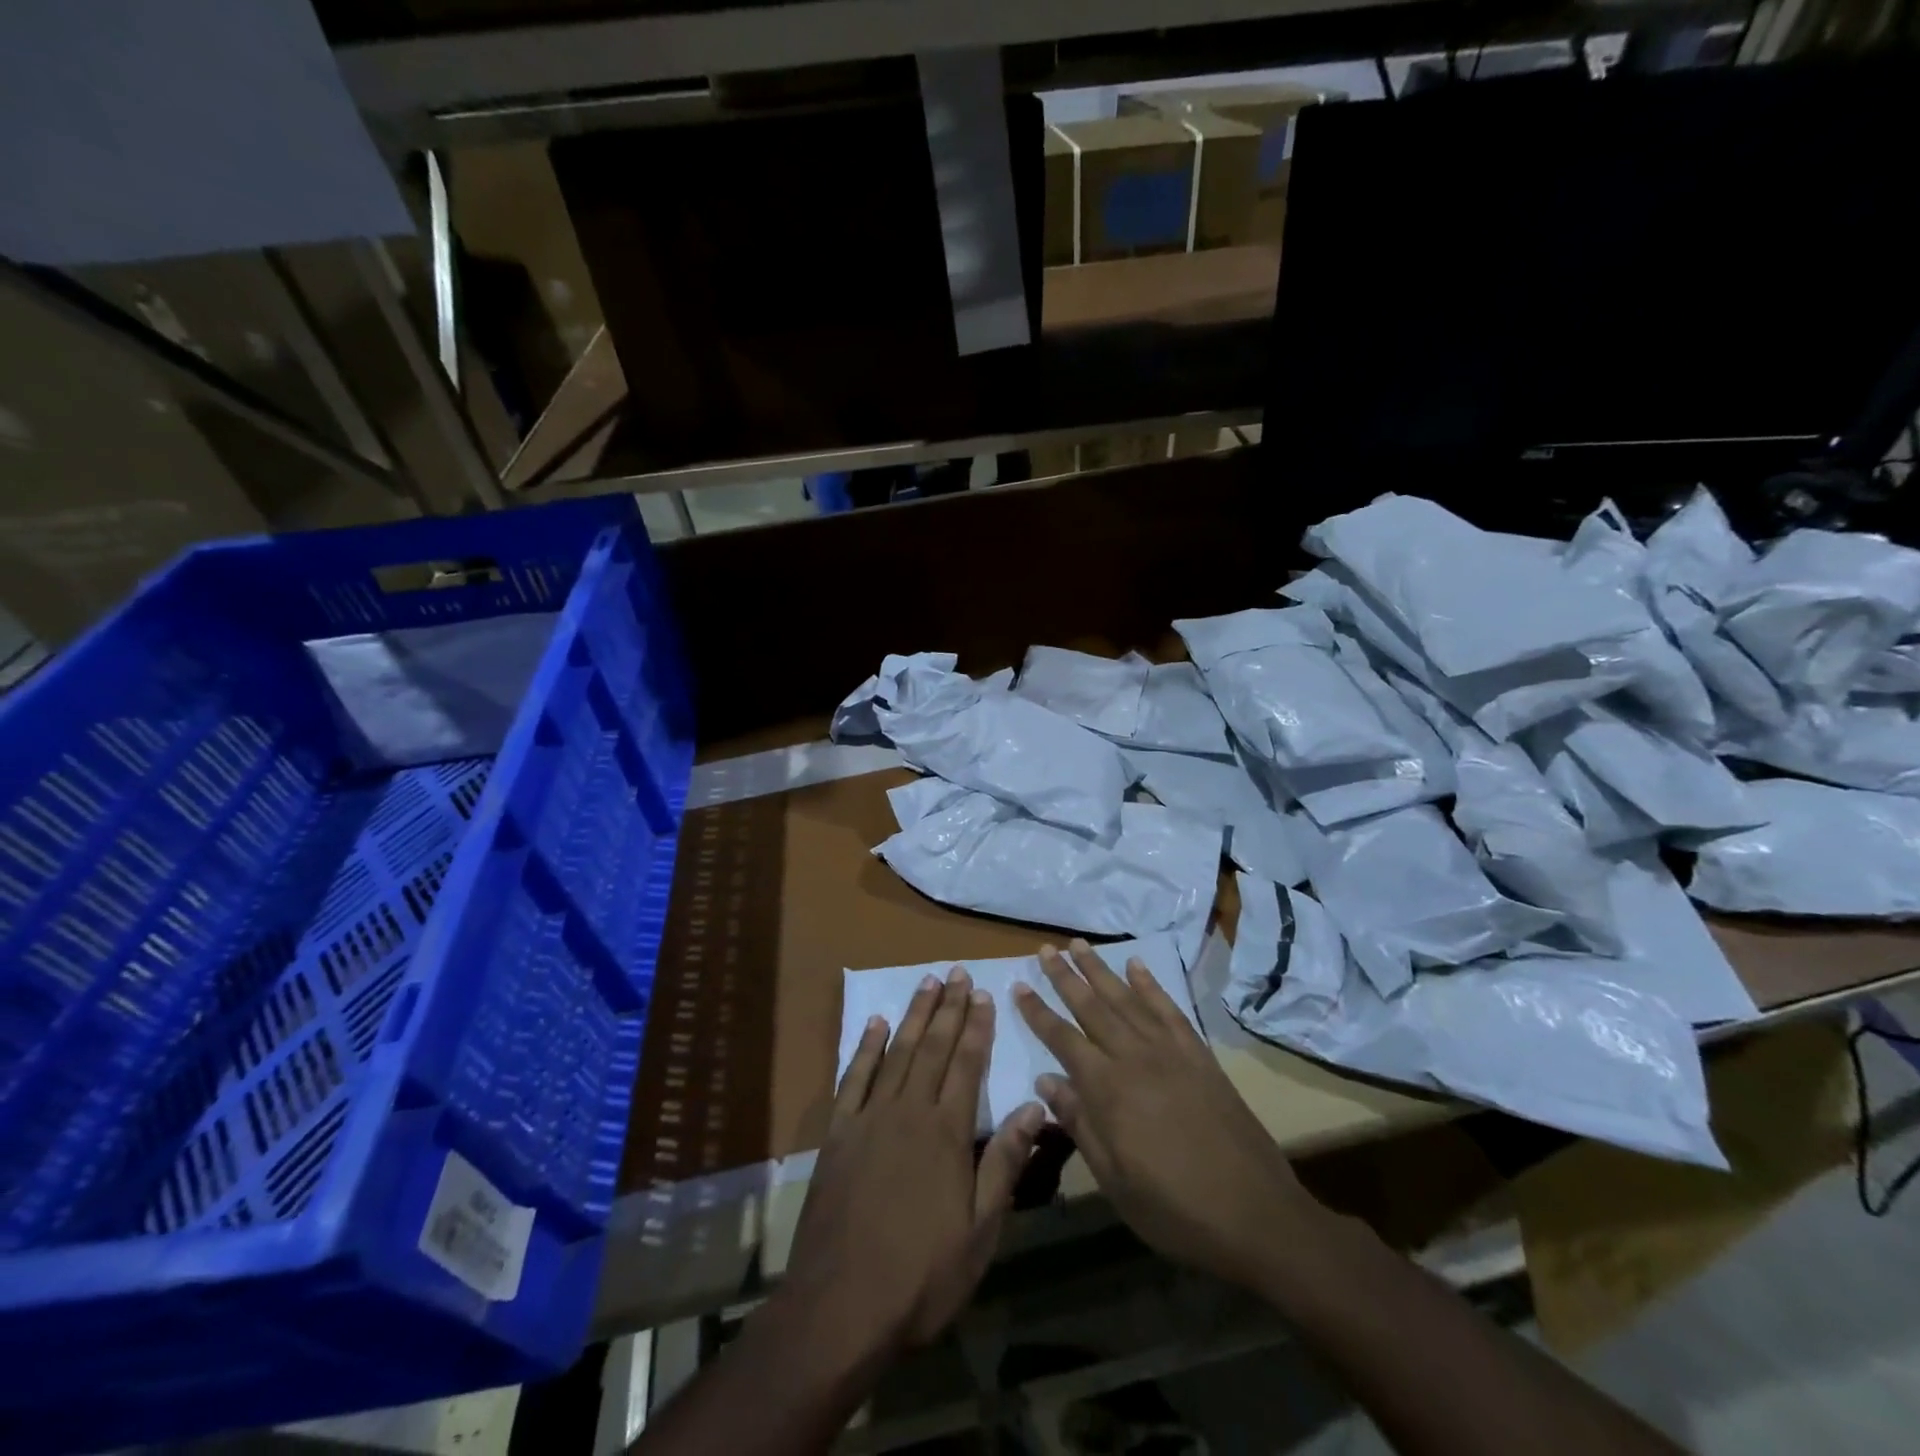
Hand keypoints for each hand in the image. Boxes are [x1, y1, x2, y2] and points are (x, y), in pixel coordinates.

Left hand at [786, 967, 1044, 1358]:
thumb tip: (1035, 1105)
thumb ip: (1004, 1162)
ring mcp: (869, 1118)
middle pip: (933, 1048)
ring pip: (897, 1052)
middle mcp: (909, 1111)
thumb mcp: (980, 1230)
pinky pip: (853, 1078)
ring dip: (914, 1015)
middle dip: (948, 1008)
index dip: (977, 1027)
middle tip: (957, 973)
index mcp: (946, 1133)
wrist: (841, 1306)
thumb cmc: (922, 1275)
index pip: (967, 1065)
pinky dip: (865, 1047)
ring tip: (926, 983)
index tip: (984, 994)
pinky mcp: (838, 1134)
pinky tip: (874, 1023)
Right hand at [1012, 941, 1319, 1288]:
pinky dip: (1150, 984)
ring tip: (1079, 945)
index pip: (1063, 1039)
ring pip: (1126, 999)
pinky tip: (1137, 966)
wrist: (1256, 1215)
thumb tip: (1046, 1080)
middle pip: (1092, 1007)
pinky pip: (1168, 1009)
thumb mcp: (1114, 1181)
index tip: (1019, 986)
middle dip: (1065, 977)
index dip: (1038, 1012)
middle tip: (1045, 949)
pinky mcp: (1199, 1055)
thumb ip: (1079, 1124)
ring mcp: (1170, 1052)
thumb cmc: (1175, 1209)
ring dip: (1100, 970)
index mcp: (1108, 1090)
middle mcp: (1135, 1058)